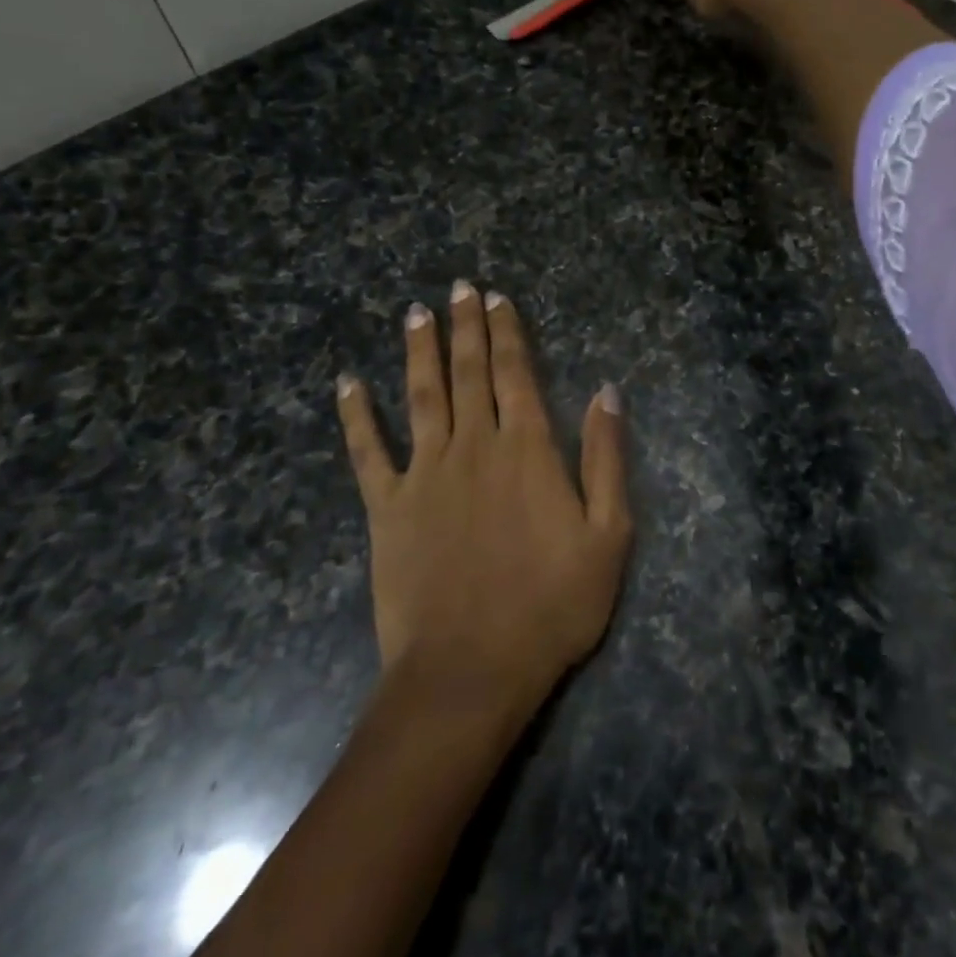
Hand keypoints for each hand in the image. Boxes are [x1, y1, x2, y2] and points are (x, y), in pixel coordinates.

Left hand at [336, 281, 631, 712]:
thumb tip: (607, 391)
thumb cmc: (552, 605)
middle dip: (464, 327)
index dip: (506, 332)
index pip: (515, 374)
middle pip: (468, 372)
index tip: (496, 298)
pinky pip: (366, 452)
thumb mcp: (609, 534)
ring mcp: (425, 474)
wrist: (472, 669)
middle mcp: (474, 446)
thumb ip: (607, 458)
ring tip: (414, 313)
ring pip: (421, 396)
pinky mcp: (387, 508)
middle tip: (457, 288)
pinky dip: (355, 416)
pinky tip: (346, 384)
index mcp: (527, 449)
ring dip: (418, 351)